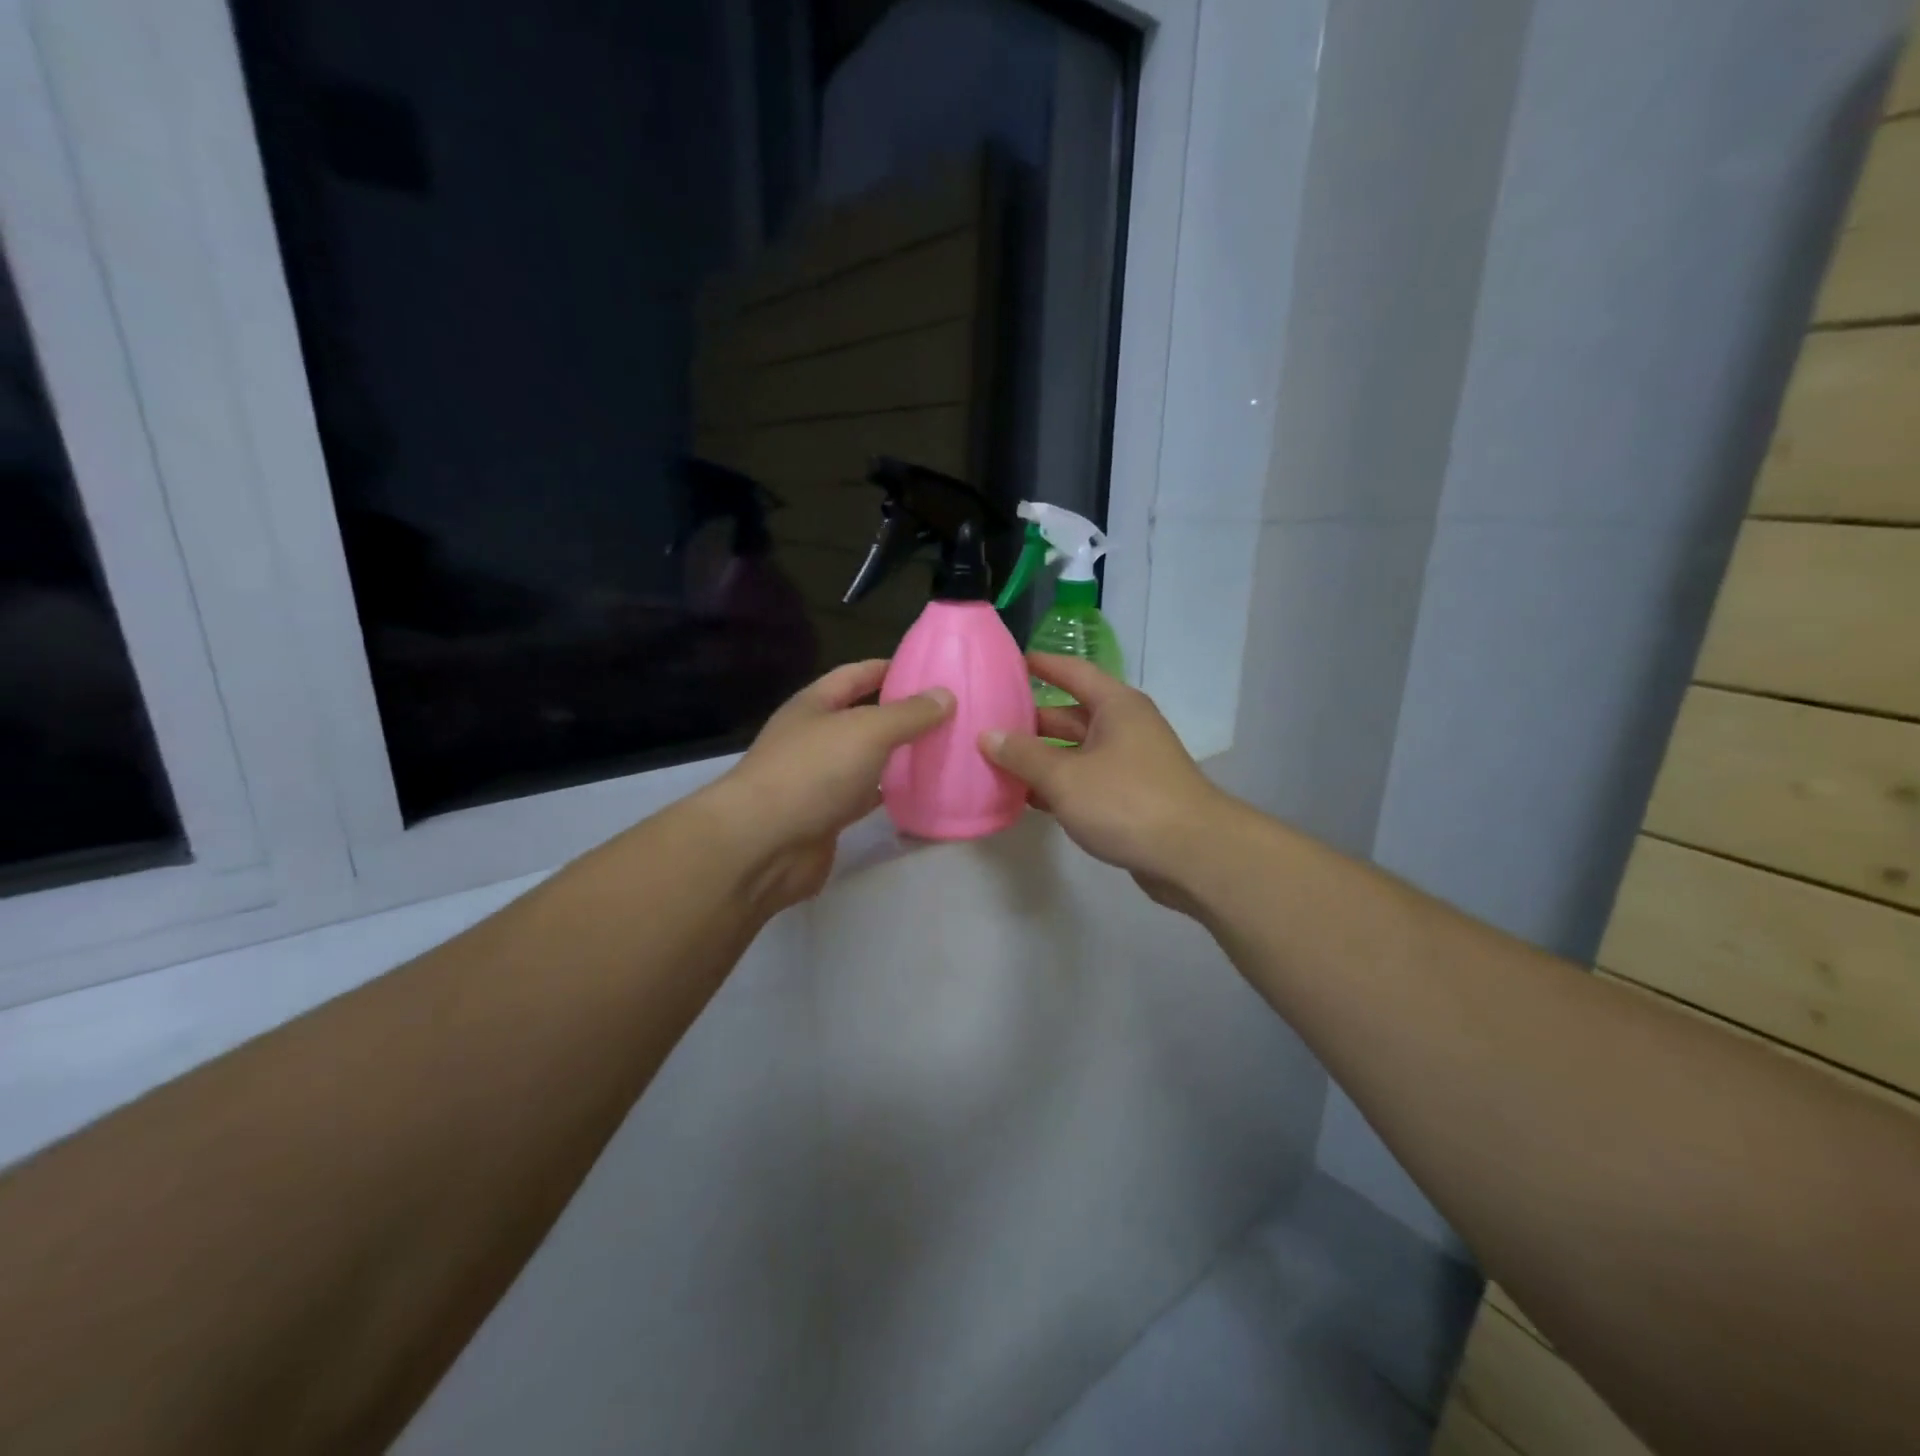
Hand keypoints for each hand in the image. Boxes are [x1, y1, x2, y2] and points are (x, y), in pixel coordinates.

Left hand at [706, 659, 952, 909]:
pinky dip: (890, 794)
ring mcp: (818, 780)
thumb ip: (908, 713)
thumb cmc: (813, 771)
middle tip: (948, 713)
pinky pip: (865, 798)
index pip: (854, 675)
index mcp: (814, 705)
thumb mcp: (867, 730)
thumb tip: (946, 695)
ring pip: (866, 760)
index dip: (887, 668)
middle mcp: (813, 738)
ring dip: (897, 756)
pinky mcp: (826, 817)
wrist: (765, 844)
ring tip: (943, 750)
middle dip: (900, 715)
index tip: (926, 668)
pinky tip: (921, 794)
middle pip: (862, 718)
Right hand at [980, 654, 1226, 903]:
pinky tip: (1025, 798)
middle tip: (985, 724)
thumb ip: (1023, 756)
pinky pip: (1084, 781)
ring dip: (1039, 759)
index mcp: (1115, 706)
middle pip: (1069, 715)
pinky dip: (1057, 786)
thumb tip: (987, 736)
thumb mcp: (1065, 777)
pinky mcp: (1130, 798)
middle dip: (1029, 721)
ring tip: (994, 762)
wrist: (1193, 855)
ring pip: (1074, 752)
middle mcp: (1124, 728)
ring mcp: (1129, 764)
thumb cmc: (1127, 801)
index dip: (1043, 664)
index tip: (1010, 661)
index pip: (1074, 672)